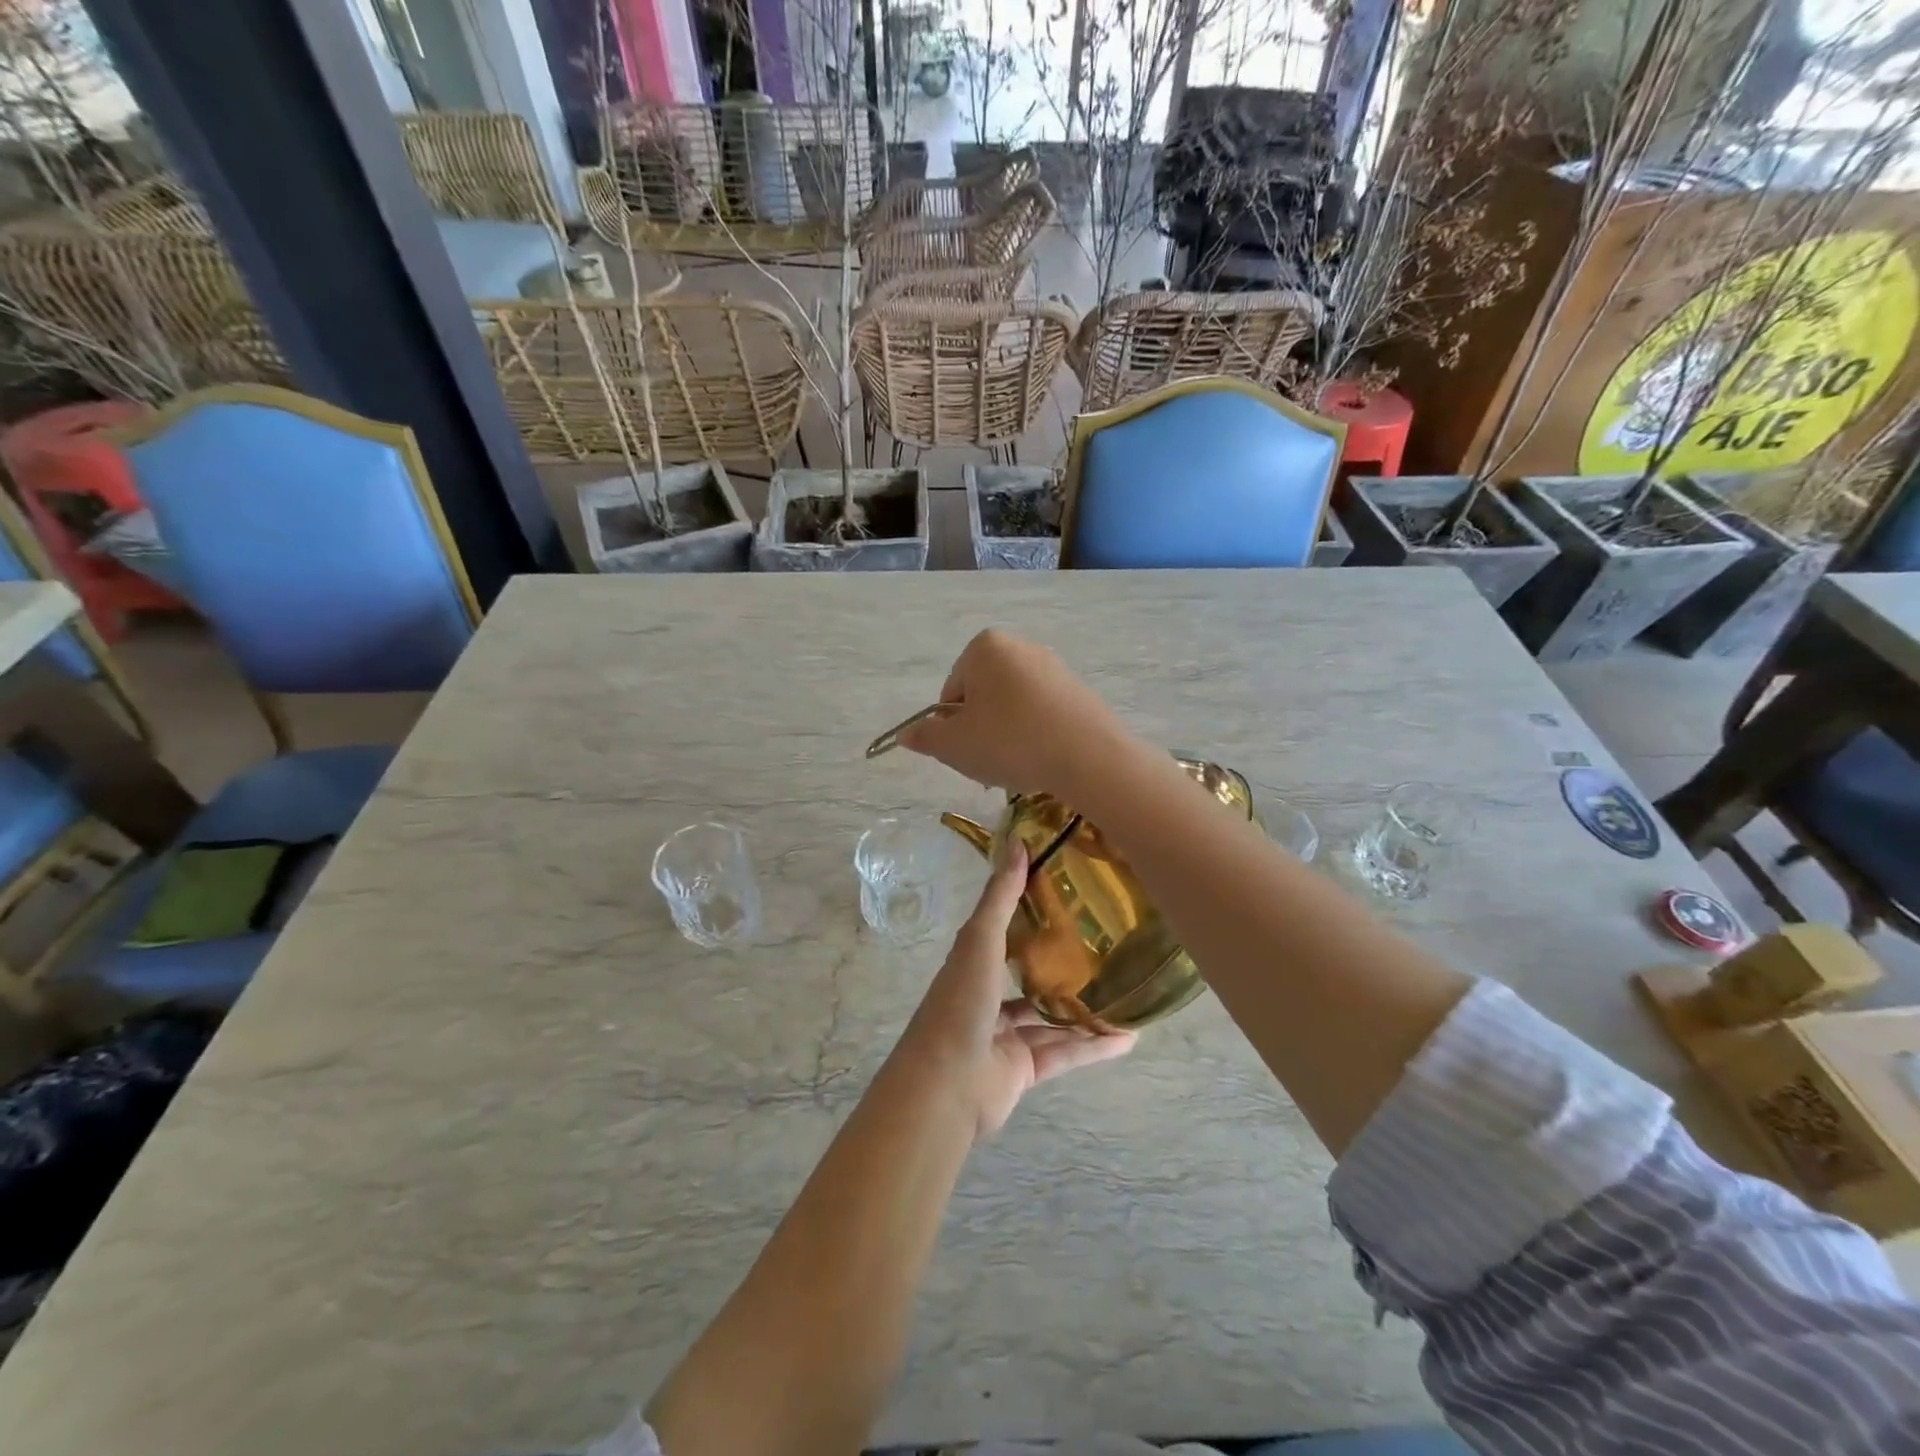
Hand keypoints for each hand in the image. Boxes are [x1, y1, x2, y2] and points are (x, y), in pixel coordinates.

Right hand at [898, 629, 1127, 797]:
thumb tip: (906, 734)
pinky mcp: (1078, 690)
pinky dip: (1036, 736)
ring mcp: (1053, 667)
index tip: (966, 751)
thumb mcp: (954, 746)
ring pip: (1013, 708)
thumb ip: (926, 738)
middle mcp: (1019, 646)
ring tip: (1019, 766)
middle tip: (989, 763)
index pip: (951, 693)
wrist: (1087, 755)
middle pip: (983, 697)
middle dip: (981, 731)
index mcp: (984, 647)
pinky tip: (1043, 760)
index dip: (952, 727)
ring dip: (1007, 736)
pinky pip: (1043, 714)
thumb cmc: (1009, 741)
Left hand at [902, 838, 1134, 1141]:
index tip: (1067, 893)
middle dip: (1062, 963)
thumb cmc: (959, 1004)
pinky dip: (1093, 1047)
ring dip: (1085, 1009)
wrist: (945, 1087)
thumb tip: (1018, 842)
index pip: (1002, 930)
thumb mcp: (979, 941)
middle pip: (1029, 975)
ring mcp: (1005, 1036)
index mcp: (972, 963)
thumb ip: (1001, 898)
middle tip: (1107, 945)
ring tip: (1126, 991)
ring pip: (1051, 1018)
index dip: (1028, 911)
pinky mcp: (1023, 1070)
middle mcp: (987, 996)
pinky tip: (1128, 1038)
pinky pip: (1064, 1053)